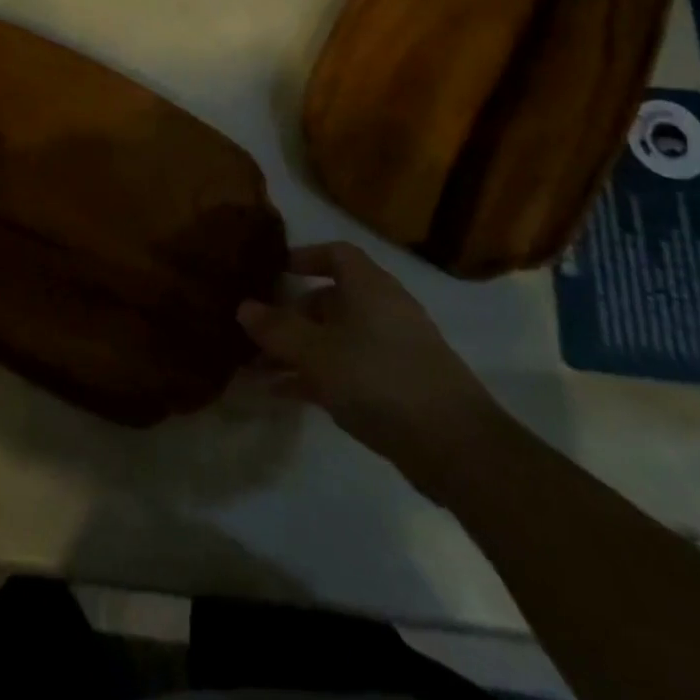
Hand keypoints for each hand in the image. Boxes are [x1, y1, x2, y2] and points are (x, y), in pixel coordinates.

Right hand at [239, 242, 503, 503]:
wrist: (455, 445)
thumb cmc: (378, 378)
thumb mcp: (316, 353)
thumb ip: (277, 330)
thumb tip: (243, 306)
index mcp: (369, 286)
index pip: (335, 253)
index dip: (304, 257)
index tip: (274, 272)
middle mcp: (383, 308)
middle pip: (331, 299)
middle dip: (292, 316)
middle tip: (257, 333)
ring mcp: (394, 348)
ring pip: (336, 339)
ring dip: (299, 352)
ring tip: (259, 371)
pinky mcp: (400, 385)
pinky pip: (349, 368)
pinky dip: (319, 376)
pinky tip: (286, 396)